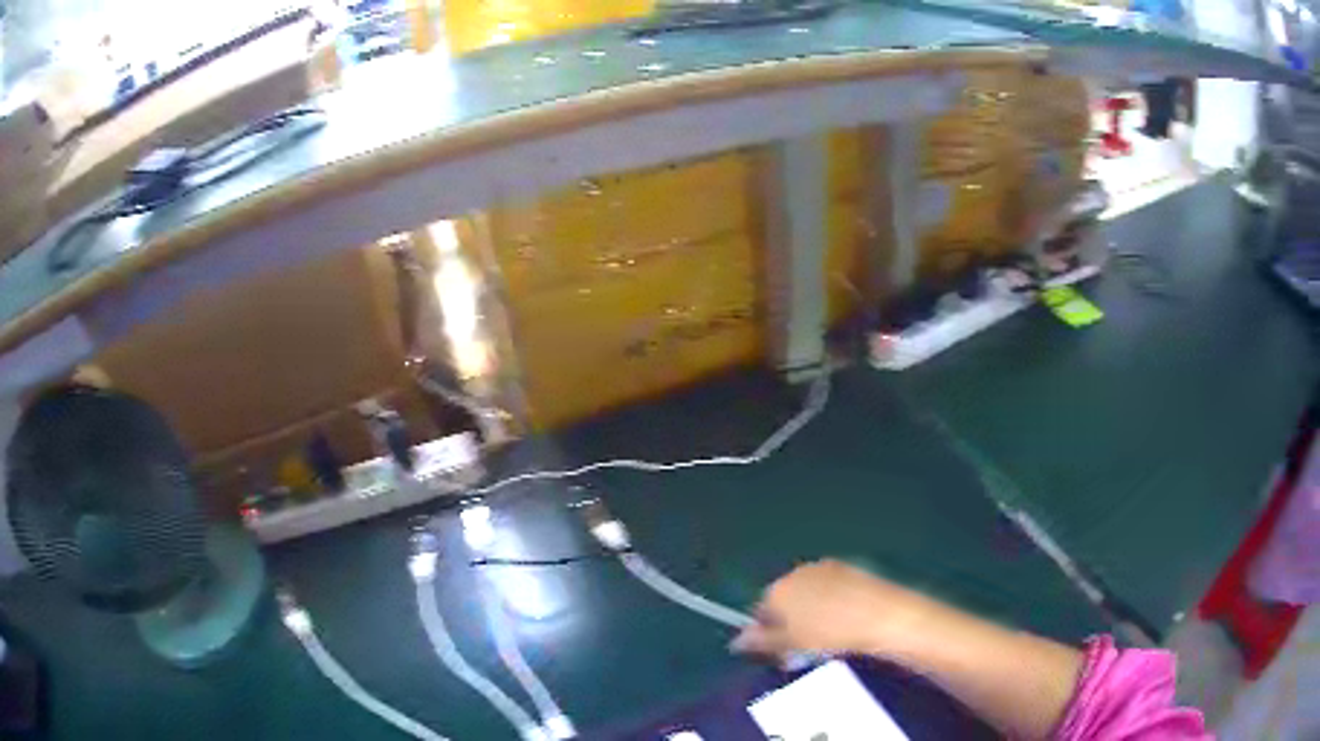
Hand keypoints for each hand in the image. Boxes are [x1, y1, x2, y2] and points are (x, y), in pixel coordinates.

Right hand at [730, 559, 932, 658]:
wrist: (881, 615)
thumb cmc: (830, 634)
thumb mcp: (790, 644)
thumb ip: (761, 641)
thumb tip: (736, 640)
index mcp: (778, 589)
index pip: (760, 610)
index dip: (768, 633)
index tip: (781, 651)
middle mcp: (797, 572)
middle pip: (784, 599)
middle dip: (788, 622)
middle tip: (802, 649)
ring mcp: (825, 567)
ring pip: (807, 594)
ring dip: (810, 613)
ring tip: (826, 638)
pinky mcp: (849, 568)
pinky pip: (829, 588)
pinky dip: (830, 603)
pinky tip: (844, 621)